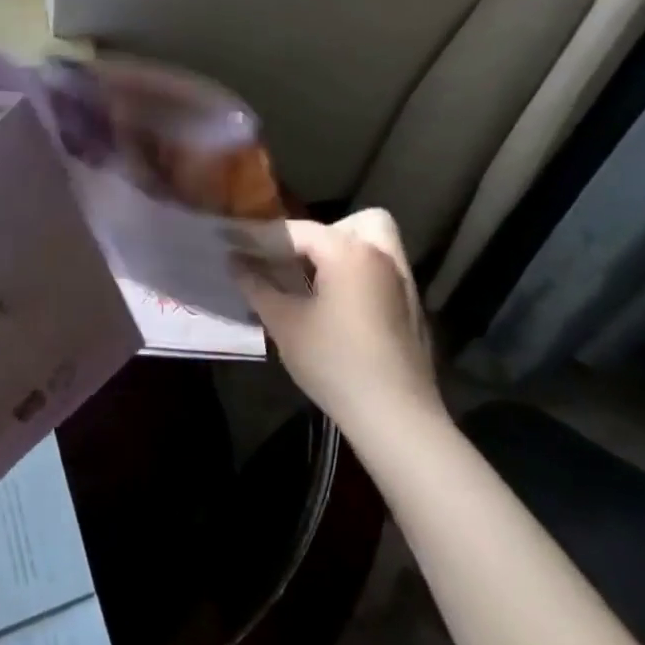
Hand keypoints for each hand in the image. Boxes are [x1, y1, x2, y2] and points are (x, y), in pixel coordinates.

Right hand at [237, 209, 440, 431]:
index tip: (231, 239)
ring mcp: (403, 282)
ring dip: (344, 251)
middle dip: (318, 235)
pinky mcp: (413, 309)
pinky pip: (383, 271)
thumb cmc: (335, 364)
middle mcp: (381, 255)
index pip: (296, 231)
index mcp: (349, 251)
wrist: (397, 420)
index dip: (259, 236)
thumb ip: (257, 286)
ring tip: (315, 280)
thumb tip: (235, 261)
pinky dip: (360, 274)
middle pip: (350, 224)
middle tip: (292, 261)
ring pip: (375, 243)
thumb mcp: (285, 323)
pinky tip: (340, 308)